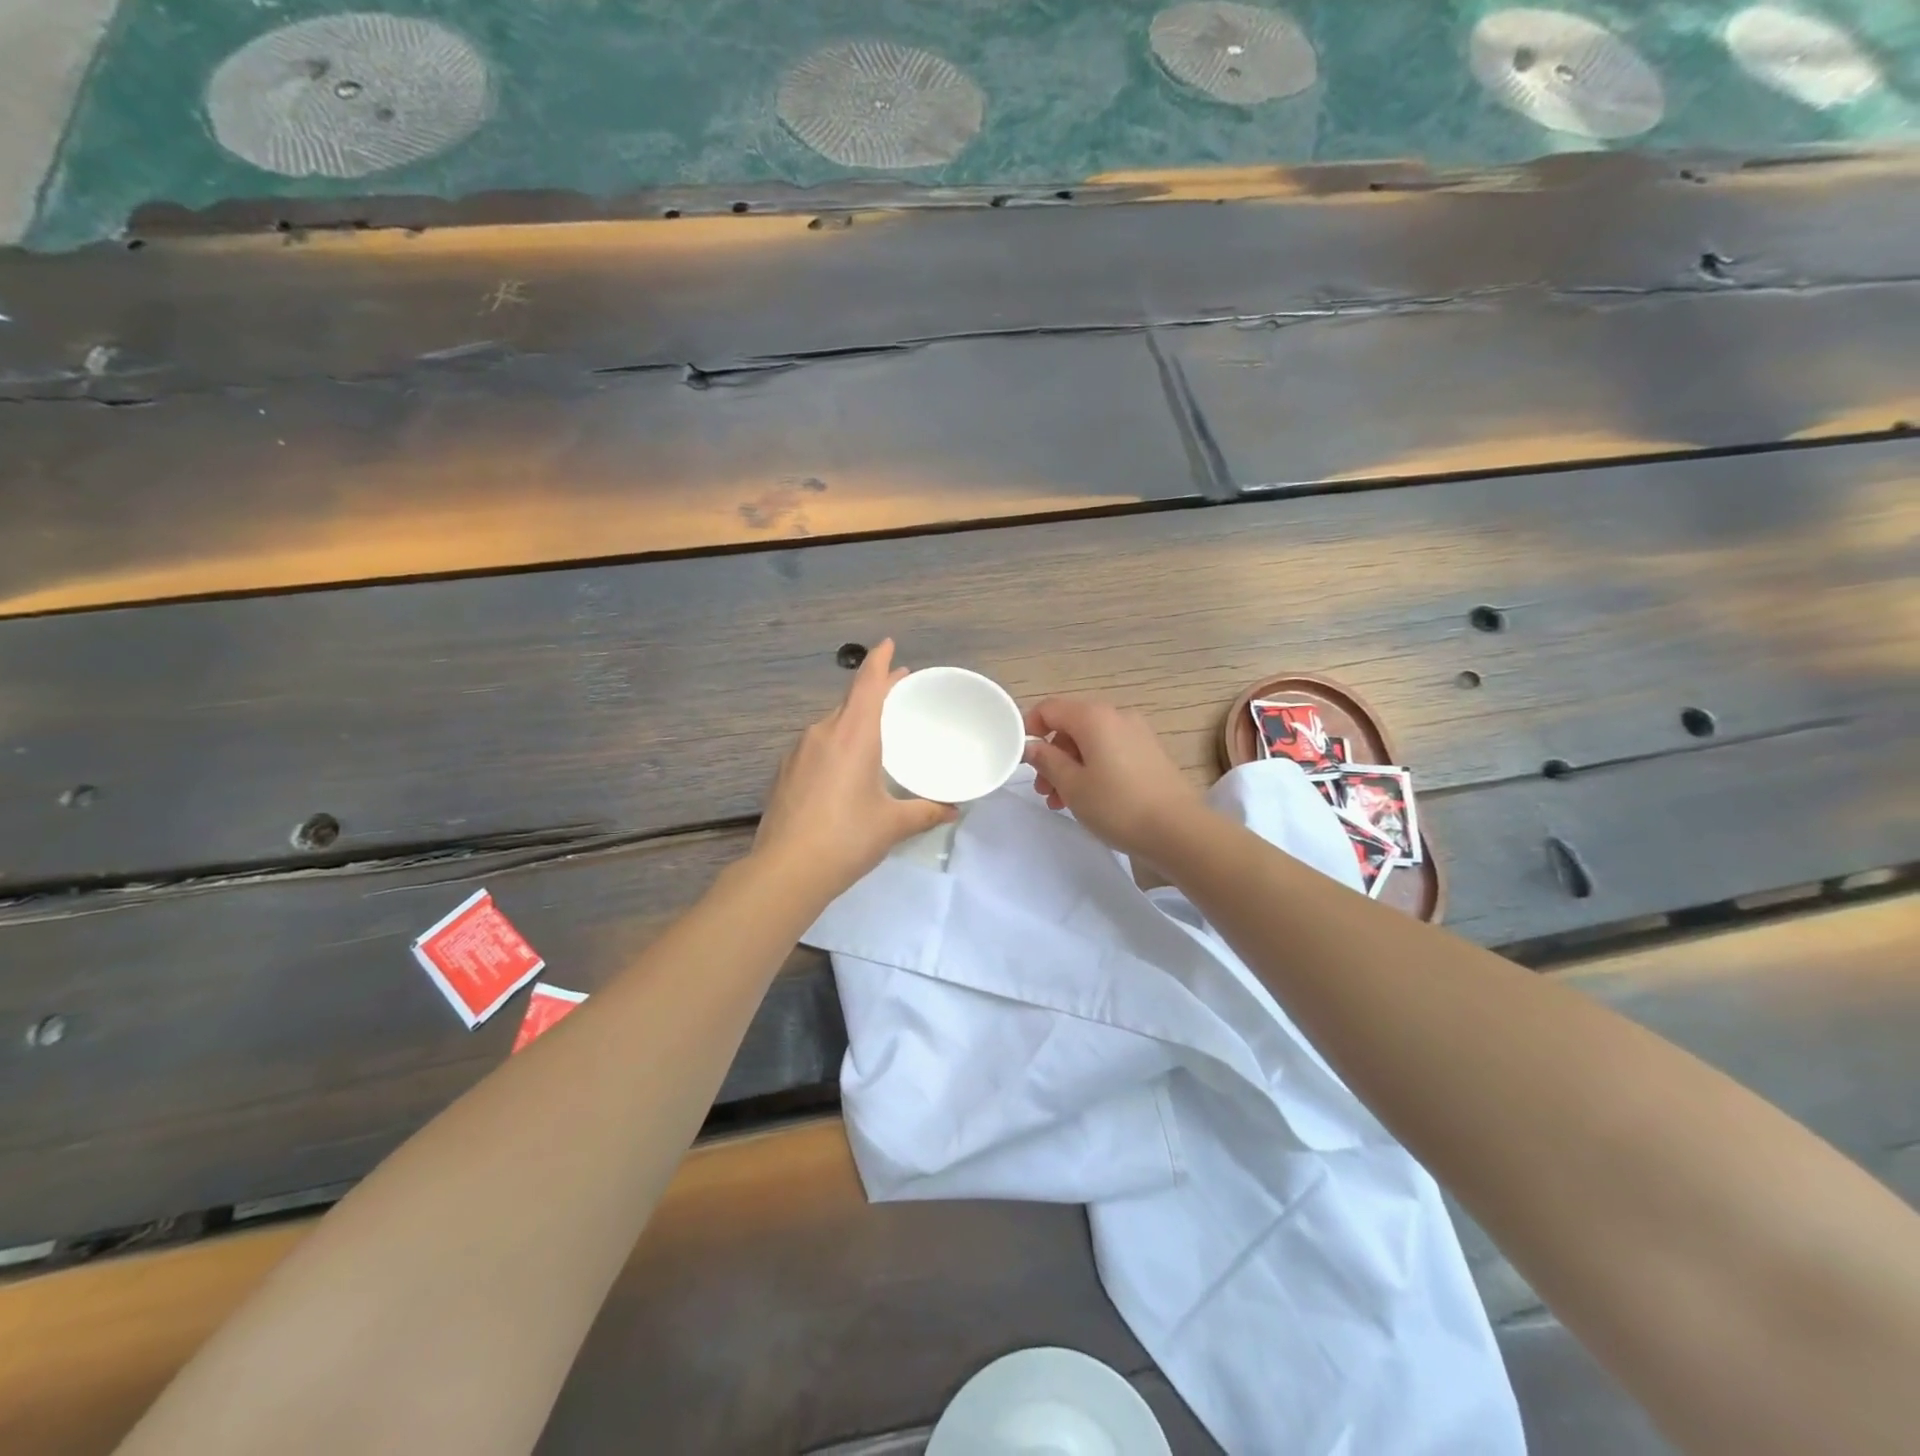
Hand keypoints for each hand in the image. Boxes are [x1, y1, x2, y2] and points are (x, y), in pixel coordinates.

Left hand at [753, 640, 955, 898]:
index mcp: (853, 734)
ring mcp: (797, 752)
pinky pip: (815, 747)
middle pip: (850, 701)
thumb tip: (953, 809)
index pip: (867, 683)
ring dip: (853, 722)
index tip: (889, 644)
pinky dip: (834, 746)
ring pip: (830, 725)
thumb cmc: (847, 838)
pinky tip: (842, 771)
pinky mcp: (783, 773)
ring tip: (873, 737)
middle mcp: (822, 733)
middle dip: (874, 694)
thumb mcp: (893, 824)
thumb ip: (926, 811)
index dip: (880, 661)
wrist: (786, 871)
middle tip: (898, 696)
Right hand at [1023, 696, 1208, 859]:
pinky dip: (1092, 768)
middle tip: (1042, 789)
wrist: (1178, 830)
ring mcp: (1137, 733)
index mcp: (1094, 717)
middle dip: (1051, 754)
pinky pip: (1110, 751)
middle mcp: (1117, 716)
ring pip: (1091, 741)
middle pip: (1071, 725)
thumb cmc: (1117, 805)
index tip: (1021, 756)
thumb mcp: (1072, 785)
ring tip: (1061, 801)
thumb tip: (1032, 746)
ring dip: (1070, 766)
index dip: (1030, 727)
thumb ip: (1047, 761)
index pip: (1050, 708)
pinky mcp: (1149, 753)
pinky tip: (1088, 798)